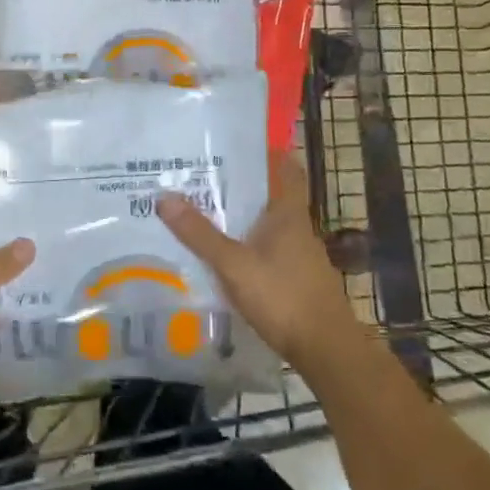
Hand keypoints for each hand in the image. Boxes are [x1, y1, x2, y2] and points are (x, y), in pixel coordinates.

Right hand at [157, 153, 365, 374]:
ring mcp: (301, 255)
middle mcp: (298, 227)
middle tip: (202, 174)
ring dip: (243, 217)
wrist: (326, 350)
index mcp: (289, 213)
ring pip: (268, 224)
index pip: (286, 168)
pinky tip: (225, 255)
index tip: (238, 140)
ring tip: (205, 210)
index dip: (268, 150)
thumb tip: (164, 196)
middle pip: (271, 195)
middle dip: (241, 185)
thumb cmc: (283, 297)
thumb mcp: (234, 264)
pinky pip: (268, 250)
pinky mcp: (297, 279)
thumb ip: (200, 234)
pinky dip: (248, 244)